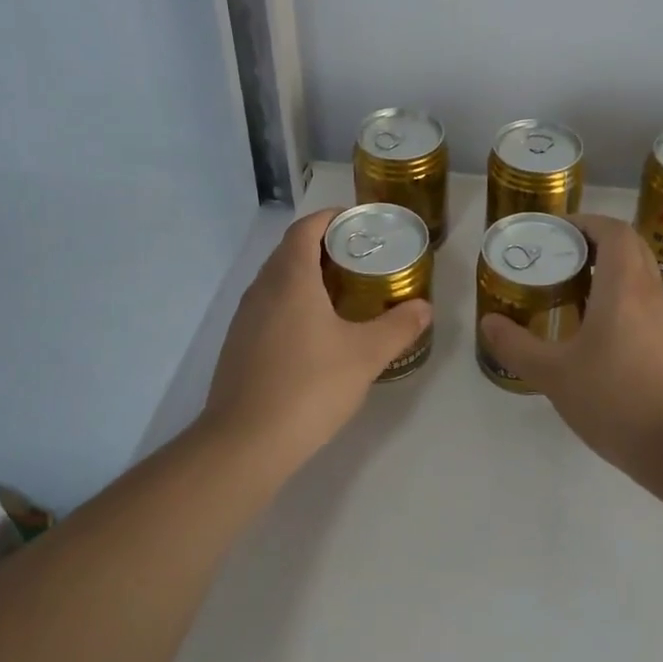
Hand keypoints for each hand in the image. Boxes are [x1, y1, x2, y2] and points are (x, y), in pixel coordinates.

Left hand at [198, 209, 432, 468]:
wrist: (245, 443)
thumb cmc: (309, 387)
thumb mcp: (365, 355)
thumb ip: (398, 326)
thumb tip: (424, 307)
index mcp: (290, 278)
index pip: (306, 228)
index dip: (331, 217)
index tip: (359, 223)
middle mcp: (262, 289)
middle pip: (291, 250)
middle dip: (324, 246)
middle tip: (361, 258)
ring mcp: (245, 318)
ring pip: (277, 280)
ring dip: (307, 275)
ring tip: (343, 292)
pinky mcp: (238, 344)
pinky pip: (269, 306)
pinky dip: (293, 302)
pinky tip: (315, 332)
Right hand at [479, 214, 662, 474]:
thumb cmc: (617, 400)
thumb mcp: (554, 375)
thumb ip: (517, 346)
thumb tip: (489, 322)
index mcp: (624, 287)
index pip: (614, 230)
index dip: (586, 221)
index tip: (556, 230)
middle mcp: (650, 294)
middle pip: (631, 246)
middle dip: (596, 241)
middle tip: (561, 256)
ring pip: (641, 276)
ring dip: (610, 271)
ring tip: (572, 292)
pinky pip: (646, 304)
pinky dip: (622, 300)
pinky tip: (597, 333)